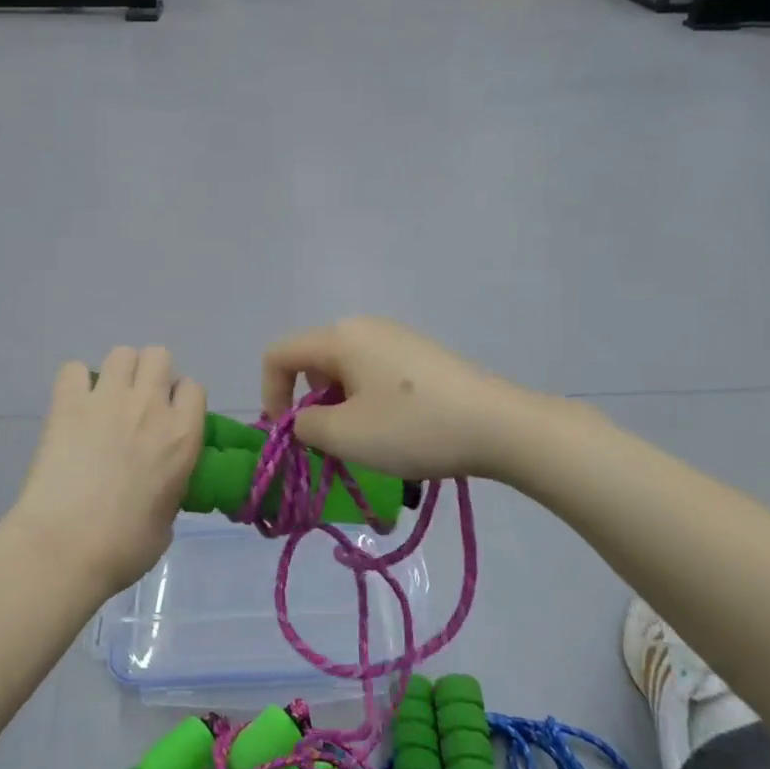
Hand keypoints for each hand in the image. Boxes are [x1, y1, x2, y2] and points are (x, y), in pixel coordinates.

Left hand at [11, 347, 205, 595]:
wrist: (66, 547)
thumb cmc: (124, 547)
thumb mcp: (167, 522)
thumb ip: (169, 490)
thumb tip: (157, 489)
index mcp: (182, 435)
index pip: (194, 388)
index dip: (180, 400)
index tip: (169, 419)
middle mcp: (150, 406)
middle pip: (159, 356)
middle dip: (151, 374)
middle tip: (138, 404)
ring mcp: (108, 400)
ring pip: (122, 353)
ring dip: (118, 372)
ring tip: (106, 400)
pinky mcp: (68, 404)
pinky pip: (74, 370)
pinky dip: (75, 383)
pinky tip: (72, 406)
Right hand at [261, 318, 518, 481]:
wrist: (499, 426)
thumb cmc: (412, 428)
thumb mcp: (345, 435)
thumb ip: (306, 426)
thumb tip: (304, 420)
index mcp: (340, 337)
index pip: (279, 354)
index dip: (270, 394)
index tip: (288, 434)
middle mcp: (365, 327)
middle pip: (313, 361)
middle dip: (310, 403)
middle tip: (331, 441)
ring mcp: (397, 338)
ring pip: (345, 369)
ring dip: (340, 405)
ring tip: (367, 439)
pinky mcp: (421, 355)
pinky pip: (374, 372)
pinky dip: (368, 400)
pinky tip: (397, 428)